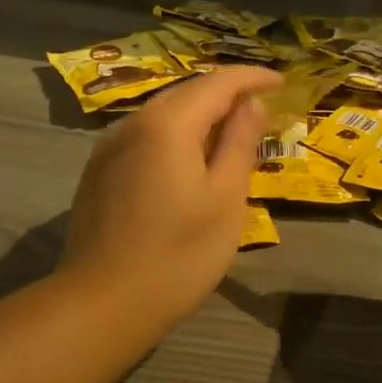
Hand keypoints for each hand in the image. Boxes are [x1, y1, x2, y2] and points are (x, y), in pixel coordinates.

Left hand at [60, 65, 280, 332]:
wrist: (102, 304)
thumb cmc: (178, 254)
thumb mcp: (225, 199)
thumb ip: (239, 143)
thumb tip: (251, 104)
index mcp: (167, 125)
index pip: (217, 83)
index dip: (252, 78)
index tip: (282, 82)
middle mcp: (133, 123)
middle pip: (187, 93)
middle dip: (227, 94)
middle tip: (262, 108)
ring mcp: (110, 147)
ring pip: (164, 114)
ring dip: (201, 115)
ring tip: (232, 134)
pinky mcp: (99, 172)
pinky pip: (146, 136)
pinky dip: (176, 136)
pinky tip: (191, 160)